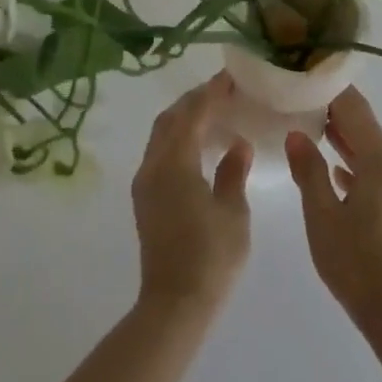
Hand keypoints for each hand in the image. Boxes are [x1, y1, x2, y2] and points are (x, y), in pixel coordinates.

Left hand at [132, 72, 253, 315]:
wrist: (174, 304)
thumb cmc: (210, 257)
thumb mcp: (233, 212)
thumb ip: (233, 172)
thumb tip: (237, 144)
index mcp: (175, 163)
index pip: (192, 114)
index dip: (211, 92)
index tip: (230, 77)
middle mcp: (153, 166)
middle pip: (170, 119)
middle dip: (194, 101)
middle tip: (222, 92)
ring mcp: (145, 183)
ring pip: (160, 135)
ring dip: (184, 118)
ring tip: (213, 113)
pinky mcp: (145, 199)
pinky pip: (159, 153)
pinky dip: (177, 138)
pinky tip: (199, 146)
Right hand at [286, 88, 381, 333]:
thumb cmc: (355, 262)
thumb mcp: (321, 215)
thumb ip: (308, 170)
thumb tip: (297, 134)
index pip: (356, 110)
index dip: (332, 90)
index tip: (308, 76)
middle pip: (367, 130)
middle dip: (337, 115)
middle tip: (303, 101)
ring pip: (373, 155)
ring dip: (346, 143)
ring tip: (314, 132)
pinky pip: (379, 177)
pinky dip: (358, 169)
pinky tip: (338, 176)